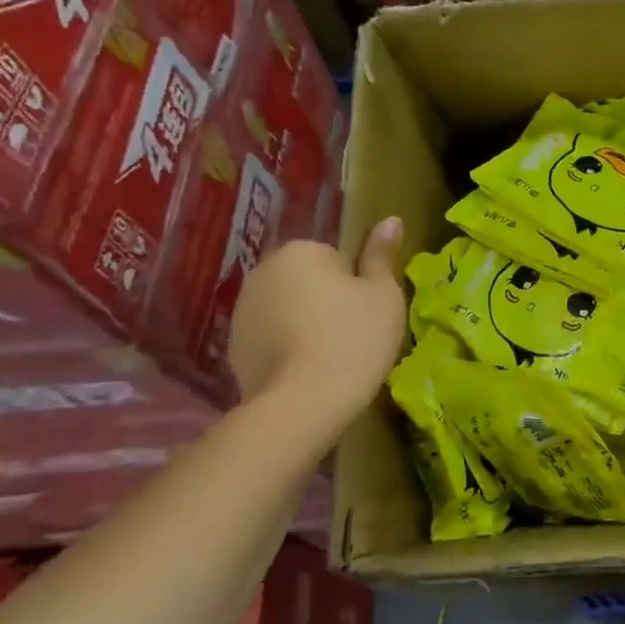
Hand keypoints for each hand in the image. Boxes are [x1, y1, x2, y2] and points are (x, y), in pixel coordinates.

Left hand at [228, 222, 406, 410]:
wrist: (302, 404)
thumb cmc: (354, 339)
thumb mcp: (383, 294)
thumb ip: (382, 255)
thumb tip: (391, 219)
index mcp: (300, 251)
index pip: (338, 258)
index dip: (357, 285)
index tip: (365, 312)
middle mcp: (263, 271)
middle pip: (308, 279)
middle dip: (326, 300)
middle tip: (352, 333)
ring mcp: (241, 310)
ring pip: (287, 307)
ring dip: (304, 322)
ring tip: (329, 355)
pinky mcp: (233, 346)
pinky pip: (270, 336)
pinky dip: (286, 347)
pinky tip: (305, 370)